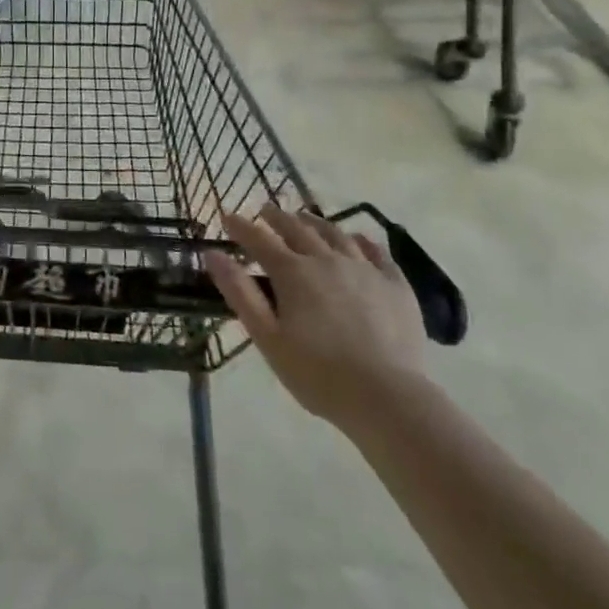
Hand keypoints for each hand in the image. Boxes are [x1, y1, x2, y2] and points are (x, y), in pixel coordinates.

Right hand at [207, 204, 428, 431]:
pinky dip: (361, 241)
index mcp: (292, 272)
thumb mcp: (267, 337)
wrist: (388, 397)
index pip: (259, 240)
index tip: (227, 216)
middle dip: (276, 218)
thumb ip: (239, 292)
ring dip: (315, 223)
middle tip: (265, 211)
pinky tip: (357, 240)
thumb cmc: (318, 373)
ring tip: (305, 219)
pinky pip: (377, 252)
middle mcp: (326, 259)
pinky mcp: (395, 285)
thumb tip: (212, 254)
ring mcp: (364, 269)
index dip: (240, 226)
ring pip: (335, 234)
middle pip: (297, 229)